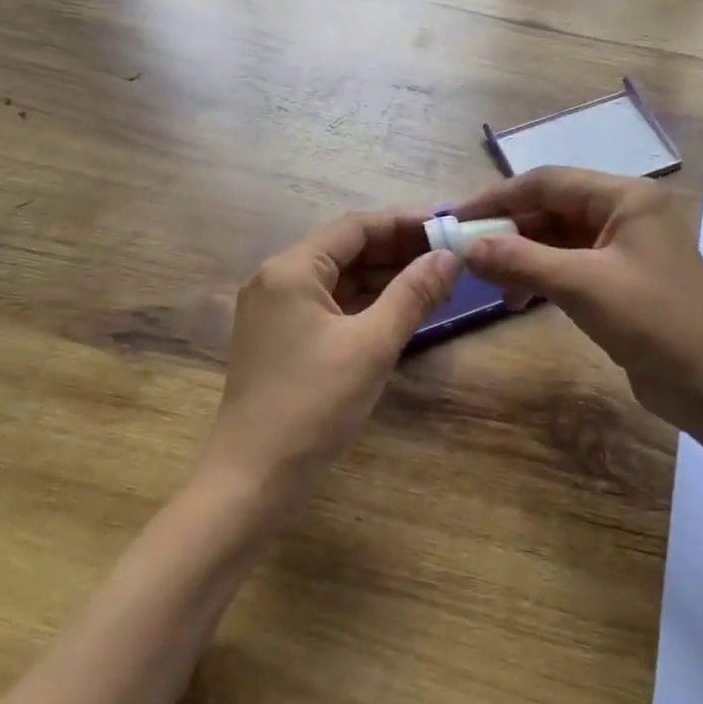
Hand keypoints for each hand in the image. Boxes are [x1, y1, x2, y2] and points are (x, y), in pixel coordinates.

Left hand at [208, 212, 459, 502]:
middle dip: (396, 252)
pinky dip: (364, 304)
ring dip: (383, 278)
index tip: (446, 230)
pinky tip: (399, 311)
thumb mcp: (372, 346)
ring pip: (338, 279)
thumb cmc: (313, 405)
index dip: (403, 224)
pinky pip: (329, 306)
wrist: (253, 479)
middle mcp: (276, 280)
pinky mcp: (280, 339)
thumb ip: (413, 294)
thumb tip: (449, 257)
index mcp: (290, 270)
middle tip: (447, 259)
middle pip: (344, 249)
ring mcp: (275, 311)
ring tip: (433, 284)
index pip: (354, 227)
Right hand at [453, 168, 702, 432]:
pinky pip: (569, 264)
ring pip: (557, 238)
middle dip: (508, 229)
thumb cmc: (653, 321)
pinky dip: (540, 276)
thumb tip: (467, 248)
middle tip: (465, 252)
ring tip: (489, 281)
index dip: (498, 197)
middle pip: (551, 208)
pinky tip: (517, 299)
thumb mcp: (582, 285)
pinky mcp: (620, 278)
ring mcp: (623, 246)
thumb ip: (521, 260)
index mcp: (624, 196)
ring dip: (521, 256)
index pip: (547, 181)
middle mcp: (624, 212)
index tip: (456, 217)